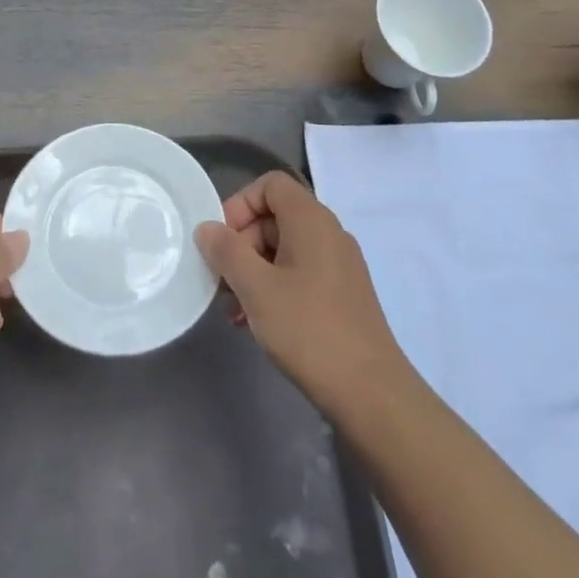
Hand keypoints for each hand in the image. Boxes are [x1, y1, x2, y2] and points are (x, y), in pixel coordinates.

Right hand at [195, 171, 404, 412]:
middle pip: (274, 217)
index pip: (271, 185)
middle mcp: (329, 234)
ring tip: (232, 307)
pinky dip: (273, 287)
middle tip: (222, 280)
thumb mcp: (256, 288)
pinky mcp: (342, 294)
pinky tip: (255, 321)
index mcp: (311, 221)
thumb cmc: (308, 330)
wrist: (370, 392)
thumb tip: (207, 228)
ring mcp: (339, 265)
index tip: (221, 240)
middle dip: (241, 244)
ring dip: (252, 270)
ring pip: (284, 249)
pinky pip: (299, 274)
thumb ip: (227, 252)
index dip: (240, 203)